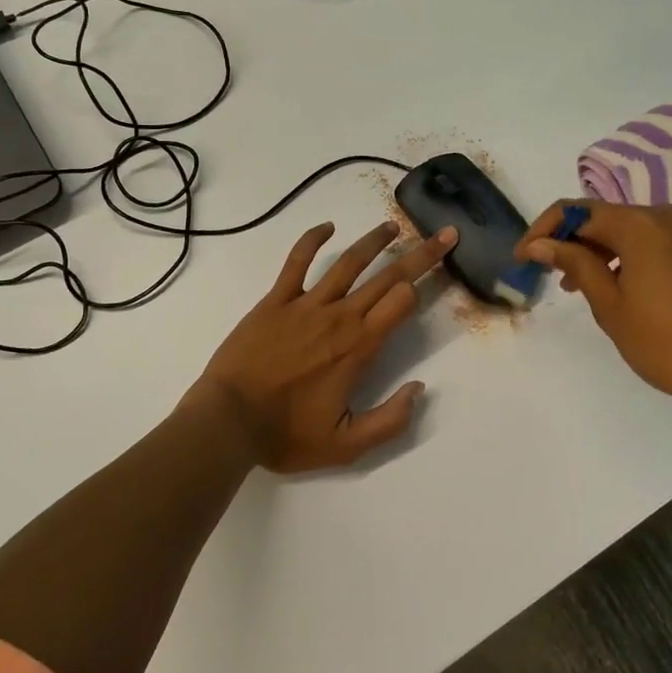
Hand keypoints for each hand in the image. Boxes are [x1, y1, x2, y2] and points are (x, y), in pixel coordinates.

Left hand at [193, 220, 457, 472]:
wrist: (226, 421)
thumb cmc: (286, 434)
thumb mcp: (346, 447)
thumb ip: (390, 421)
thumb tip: (420, 389)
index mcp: (358, 347)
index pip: (402, 302)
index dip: (426, 284)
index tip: (444, 271)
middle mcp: (338, 316)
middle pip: (387, 276)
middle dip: (421, 254)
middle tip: (444, 234)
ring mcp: (305, 303)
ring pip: (348, 263)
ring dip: (374, 241)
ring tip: (393, 226)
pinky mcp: (275, 300)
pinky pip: (297, 262)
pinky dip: (312, 240)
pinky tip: (327, 227)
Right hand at [516, 201, 671, 437]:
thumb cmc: (671, 346)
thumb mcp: (611, 307)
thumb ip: (576, 265)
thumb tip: (542, 243)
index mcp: (641, 225)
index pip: (576, 211)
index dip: (544, 230)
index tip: (524, 258)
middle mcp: (669, 217)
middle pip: (607, 217)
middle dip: (574, 242)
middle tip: (554, 277)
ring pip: (634, 231)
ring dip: (604, 251)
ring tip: (587, 287)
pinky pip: (661, 243)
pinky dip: (635, 258)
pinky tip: (630, 290)